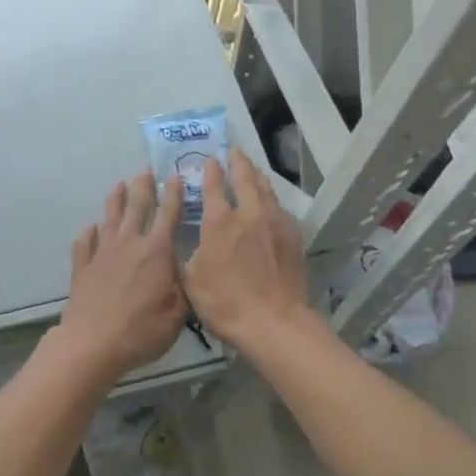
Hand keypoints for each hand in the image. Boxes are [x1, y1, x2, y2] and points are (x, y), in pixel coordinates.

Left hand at [54, 172, 187, 385]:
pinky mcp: (83, 265)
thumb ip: (184, 287)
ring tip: (118, 184)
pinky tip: (91, 228)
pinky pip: (85, 242)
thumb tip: (187, 268)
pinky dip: (89, 233)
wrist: (93, 342)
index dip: (172, 194)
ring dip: (115, 199)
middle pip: (136, 207)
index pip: (167, 214)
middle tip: (144, 171)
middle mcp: (129, 243)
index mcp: (155, 251)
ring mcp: (102, 252)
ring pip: (110, 217)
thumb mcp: (177, 314)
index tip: (174, 176)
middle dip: (142, 187)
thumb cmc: (141, 330)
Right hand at [183, 152, 312, 356]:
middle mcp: (248, 213)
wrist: (276, 324)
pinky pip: (280, 208)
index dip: (210, 170)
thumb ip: (187, 253)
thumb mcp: (191, 280)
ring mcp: (274, 223)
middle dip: (237, 162)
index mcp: (219, 221)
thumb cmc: (226, 303)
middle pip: (244, 178)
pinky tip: (270, 203)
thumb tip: (182, 238)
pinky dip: (271, 199)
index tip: (210, 159)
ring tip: (251, 169)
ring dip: (256, 175)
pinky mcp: (293, 237)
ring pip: (266, 189)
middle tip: (234, 151)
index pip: (213, 186)